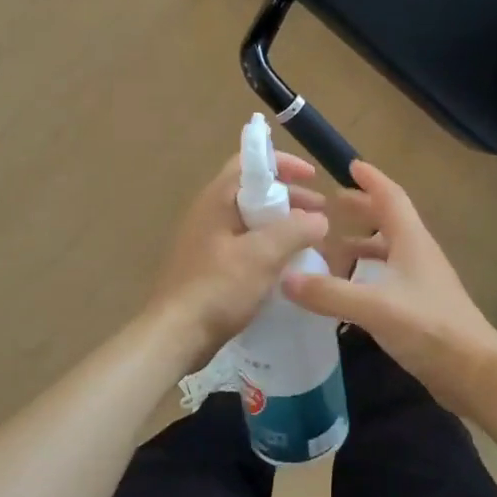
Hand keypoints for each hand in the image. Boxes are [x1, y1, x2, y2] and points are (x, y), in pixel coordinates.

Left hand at [148, 151, 329, 367]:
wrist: (176, 334)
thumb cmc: (218, 287)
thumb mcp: (263, 254)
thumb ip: (296, 230)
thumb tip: (319, 219)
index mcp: (217, 199)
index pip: (249, 162)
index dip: (282, 163)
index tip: (312, 177)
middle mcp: (209, 213)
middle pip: (253, 191)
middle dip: (290, 198)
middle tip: (320, 214)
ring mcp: (207, 241)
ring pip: (251, 221)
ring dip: (282, 225)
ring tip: (310, 241)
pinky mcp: (209, 266)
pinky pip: (244, 245)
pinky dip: (269, 247)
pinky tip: (287, 266)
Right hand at [283, 161, 496, 411]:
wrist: (473, 373)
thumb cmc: (429, 327)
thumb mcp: (375, 307)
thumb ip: (329, 293)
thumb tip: (284, 277)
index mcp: (412, 241)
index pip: (391, 197)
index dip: (371, 180)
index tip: (349, 165)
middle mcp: (417, 255)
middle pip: (388, 221)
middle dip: (360, 210)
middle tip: (328, 207)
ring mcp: (420, 282)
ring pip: (386, 252)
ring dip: (360, 245)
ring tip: (328, 248)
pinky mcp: (418, 307)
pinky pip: (385, 279)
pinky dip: (363, 275)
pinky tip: (345, 290)